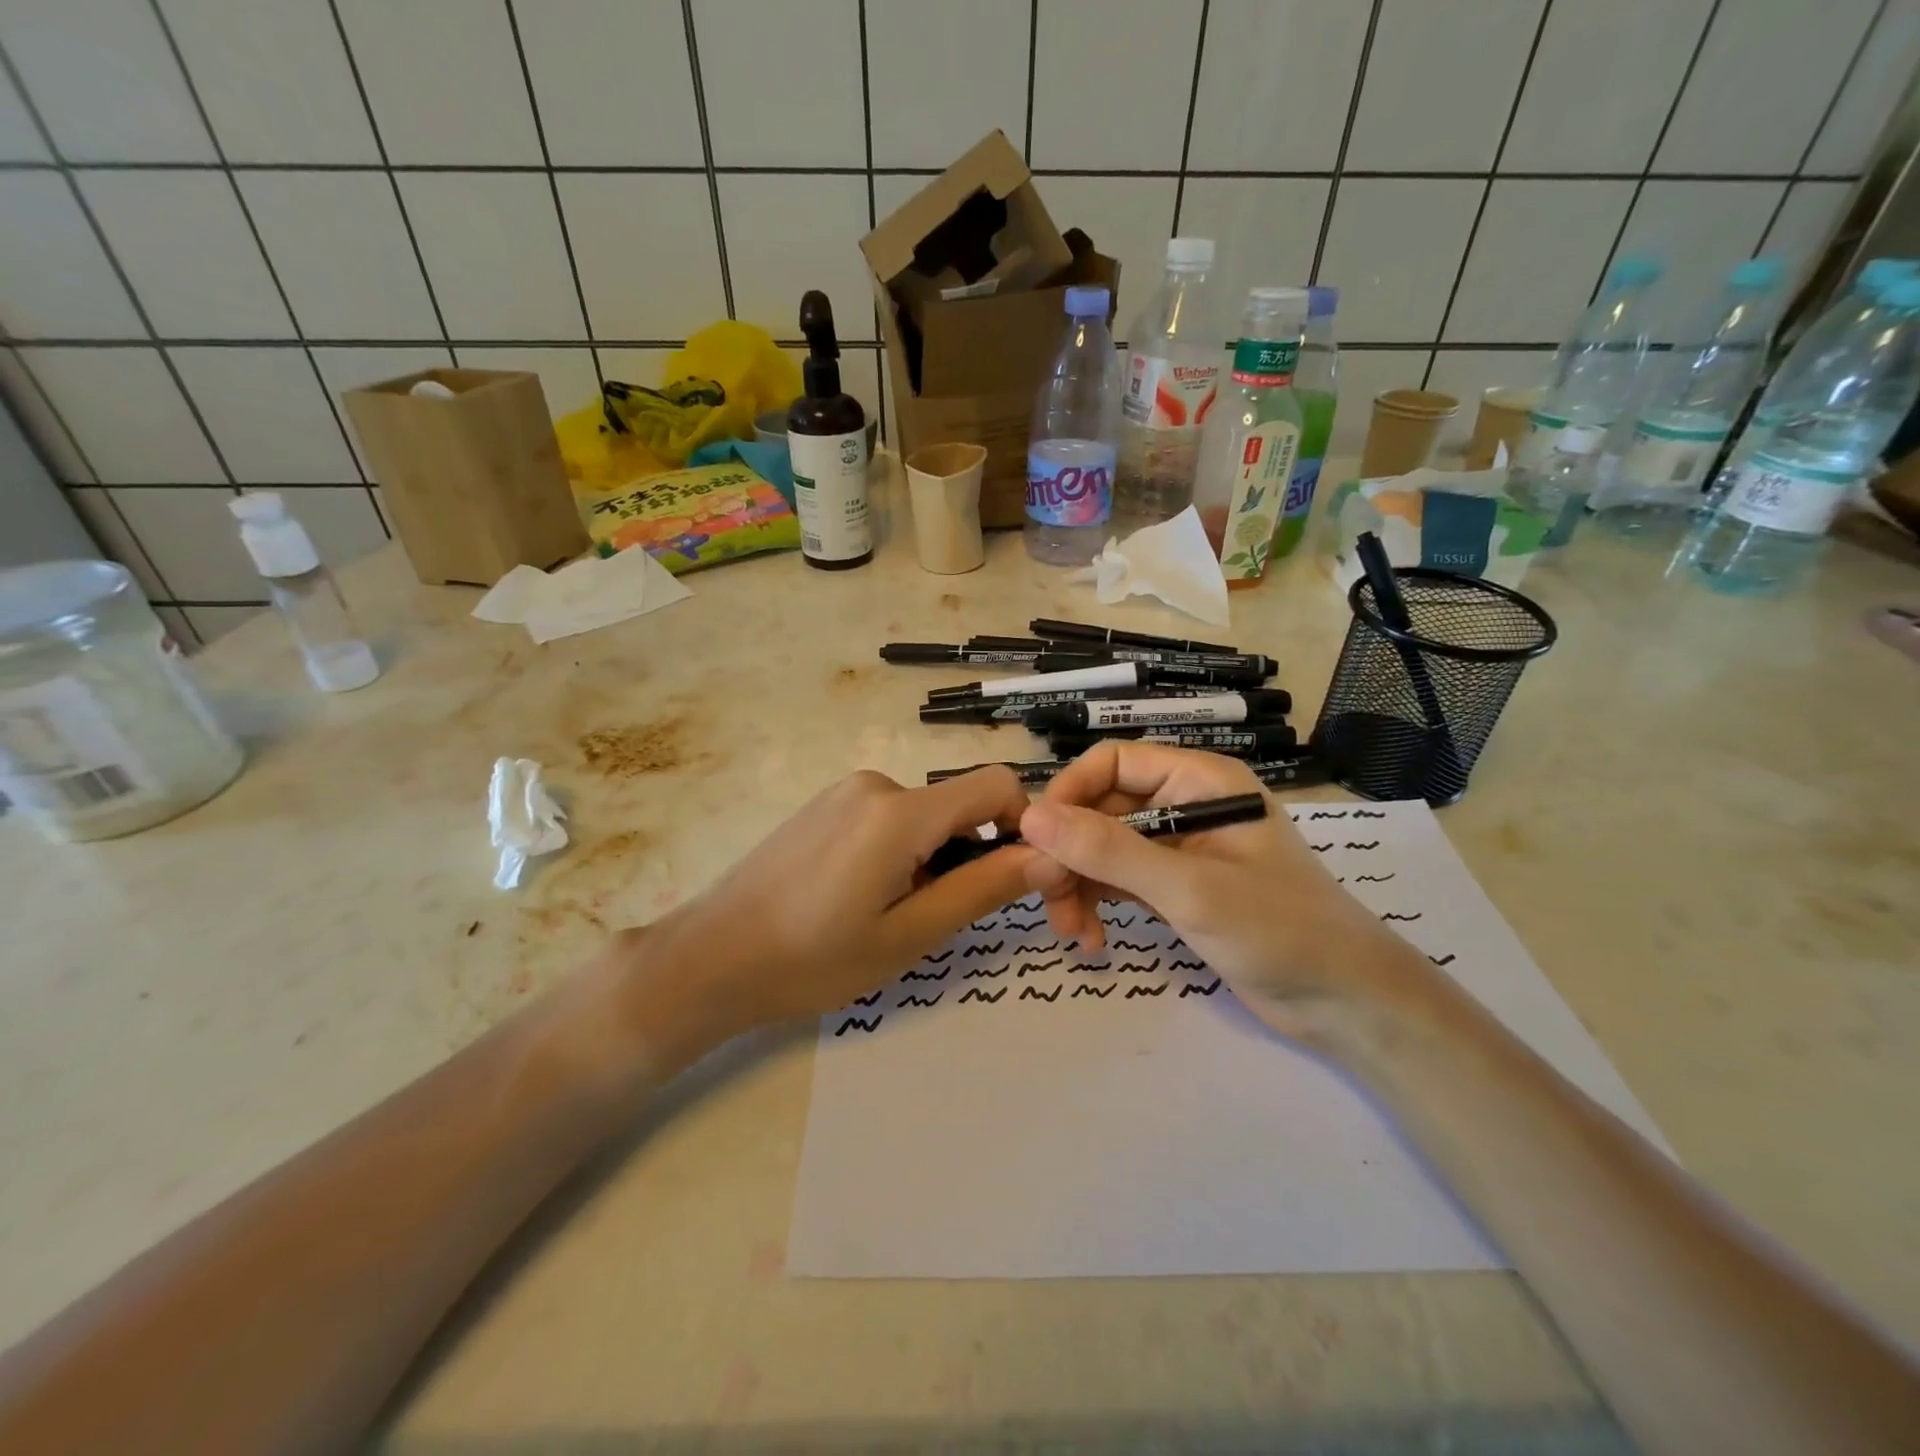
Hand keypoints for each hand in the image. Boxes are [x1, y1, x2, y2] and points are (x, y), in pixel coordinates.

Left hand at [630, 768, 1034, 1051]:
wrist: (710, 958)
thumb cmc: (812, 959)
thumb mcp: (909, 935)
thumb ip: (983, 889)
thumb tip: (1050, 857)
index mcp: (900, 812)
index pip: (996, 784)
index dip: (1023, 825)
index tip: (1014, 878)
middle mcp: (876, 784)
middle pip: (957, 804)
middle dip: (969, 852)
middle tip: (938, 916)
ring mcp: (845, 792)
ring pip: (923, 816)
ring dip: (930, 857)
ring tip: (890, 914)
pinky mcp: (824, 805)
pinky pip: (888, 818)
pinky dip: (899, 851)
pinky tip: (860, 897)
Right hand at [1018, 743, 1415, 1035]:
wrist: (1348, 1004)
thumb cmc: (1281, 931)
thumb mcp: (1189, 889)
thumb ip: (1110, 851)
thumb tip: (1032, 817)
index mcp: (1200, 782)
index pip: (1114, 762)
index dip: (1070, 793)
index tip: (1038, 839)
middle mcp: (1186, 805)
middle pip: (1102, 809)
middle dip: (1070, 852)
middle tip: (1046, 897)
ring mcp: (1180, 849)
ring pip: (1104, 849)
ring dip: (1078, 884)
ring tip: (1070, 931)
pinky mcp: (1177, 889)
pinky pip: (1119, 881)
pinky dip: (1098, 904)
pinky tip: (1092, 940)